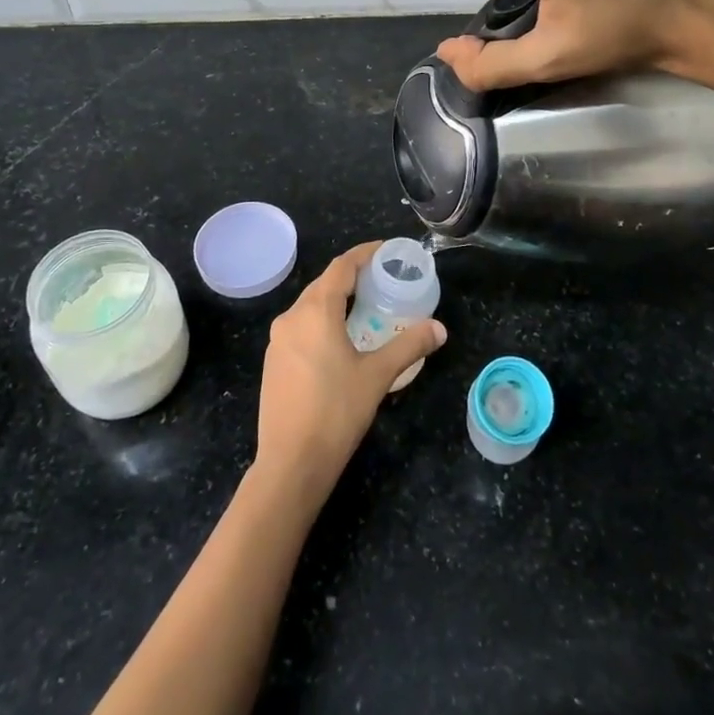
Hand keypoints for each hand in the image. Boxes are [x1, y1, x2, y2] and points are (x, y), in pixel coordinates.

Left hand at [254, 243, 447, 491]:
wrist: (290, 464)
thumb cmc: (336, 412)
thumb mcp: (378, 375)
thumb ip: (409, 345)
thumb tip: (439, 329)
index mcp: (315, 311)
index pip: (341, 267)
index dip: (364, 254)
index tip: (386, 251)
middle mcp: (291, 317)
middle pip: (324, 284)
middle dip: (352, 277)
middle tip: (382, 280)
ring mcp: (278, 341)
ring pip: (310, 307)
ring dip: (336, 300)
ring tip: (365, 307)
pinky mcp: (273, 362)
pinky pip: (300, 327)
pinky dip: (322, 322)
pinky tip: (339, 340)